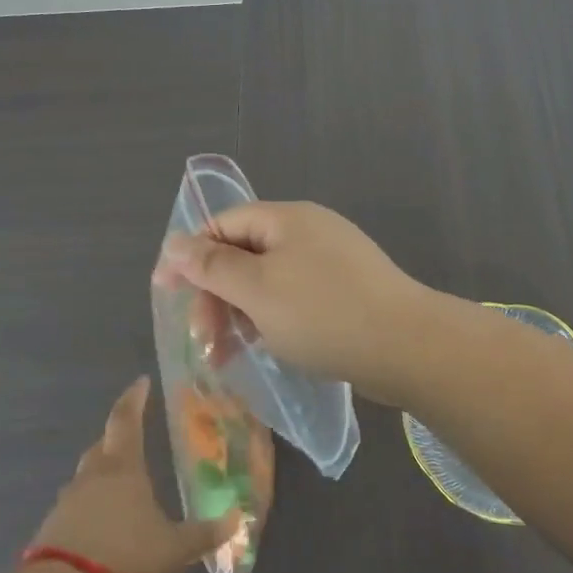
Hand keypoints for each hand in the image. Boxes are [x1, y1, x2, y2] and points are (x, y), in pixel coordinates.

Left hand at [30, 377, 236, 572]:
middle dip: (117, 439)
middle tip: (133, 439)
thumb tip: (236, 519)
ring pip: (85, 479)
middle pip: (102, 446)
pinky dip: (88, 511)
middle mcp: (91, 477)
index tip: (141, 381)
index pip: (126, 419)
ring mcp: (66, 504)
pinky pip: (74, 510)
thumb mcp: (173, 550)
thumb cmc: (125, 559)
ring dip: (101, 478)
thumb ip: (203, 534)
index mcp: (122, 468)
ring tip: (120, 492)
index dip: (134, 398)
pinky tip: (101, 530)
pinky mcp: (50, 533)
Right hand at [155, 201, 437, 404]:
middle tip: (203, 339)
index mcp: (286, 218)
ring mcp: (331, 261)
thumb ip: (213, 266)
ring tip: (227, 353)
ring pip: (269, 280)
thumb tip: (175, 242)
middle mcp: (309, 231)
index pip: (223, 224)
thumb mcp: (257, 289)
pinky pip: (295, 297)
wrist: (407, 347)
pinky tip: (265, 347)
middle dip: (216, 293)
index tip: (165, 293)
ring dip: (240, 312)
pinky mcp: (346, 291)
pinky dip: (272, 319)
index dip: (190, 255)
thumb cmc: (323, 313)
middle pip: (245, 252)